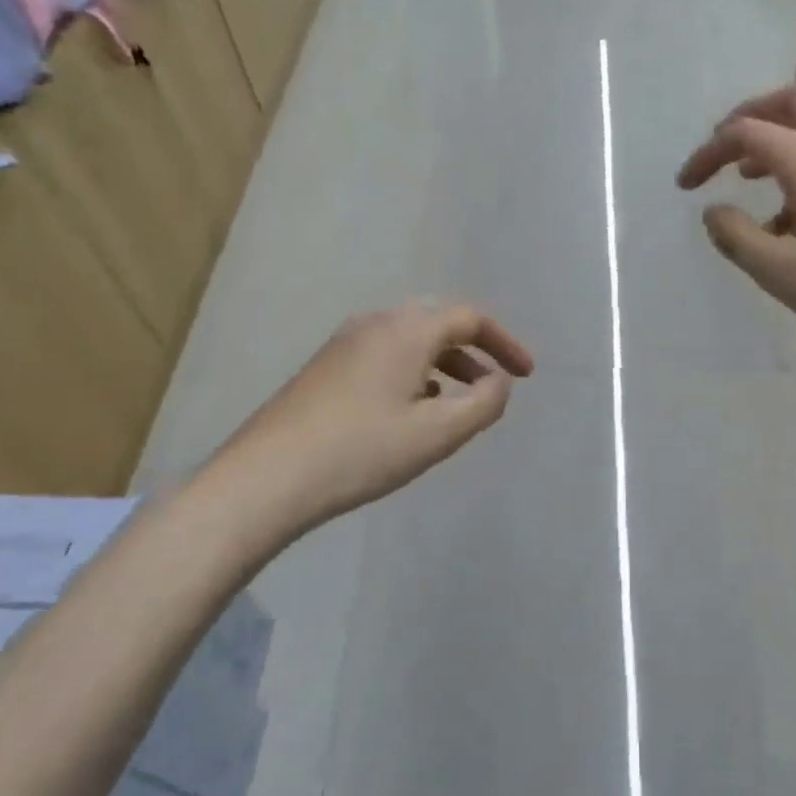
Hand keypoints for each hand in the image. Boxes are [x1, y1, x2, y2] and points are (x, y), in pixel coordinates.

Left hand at [234, 300, 534, 534]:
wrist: (268, 476)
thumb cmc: (362, 450)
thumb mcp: (438, 433)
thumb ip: (483, 403)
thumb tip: (497, 382)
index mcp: (406, 330)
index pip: (469, 318)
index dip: (505, 343)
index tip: (527, 375)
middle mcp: (374, 324)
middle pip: (437, 324)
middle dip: (473, 353)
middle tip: (493, 386)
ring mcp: (343, 344)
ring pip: (408, 342)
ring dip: (442, 365)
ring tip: (456, 403)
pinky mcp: (324, 369)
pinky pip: (383, 357)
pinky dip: (412, 374)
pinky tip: (408, 410)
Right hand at [677, 81, 795, 378]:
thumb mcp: (782, 274)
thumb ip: (737, 237)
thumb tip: (713, 211)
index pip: (748, 132)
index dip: (708, 153)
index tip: (684, 187)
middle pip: (793, 101)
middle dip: (750, 117)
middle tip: (723, 153)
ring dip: (777, 143)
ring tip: (749, 185)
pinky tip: (791, 220)